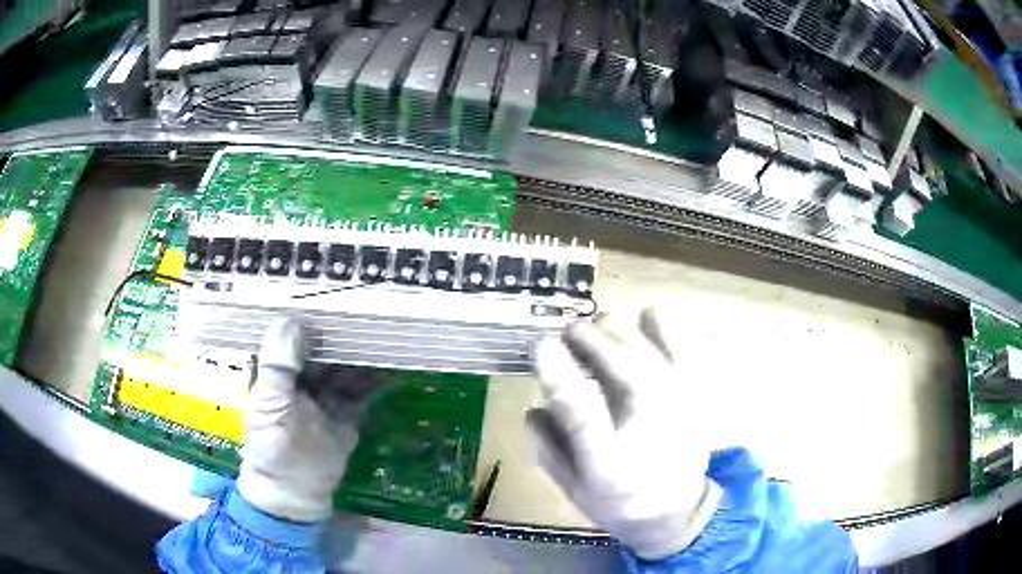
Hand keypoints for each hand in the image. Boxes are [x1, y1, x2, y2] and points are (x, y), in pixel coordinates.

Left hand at [236, 316, 376, 522]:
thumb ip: (278, 366)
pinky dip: (377, 379)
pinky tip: (392, 366)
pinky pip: (363, 390)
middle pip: (324, 347)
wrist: (294, 493)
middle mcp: (302, 377)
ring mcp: (326, 395)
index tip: (329, 295)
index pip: (293, 334)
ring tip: (385, 331)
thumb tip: (292, 320)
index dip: (309, 315)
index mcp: (277, 370)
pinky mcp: (348, 412)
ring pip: (346, 366)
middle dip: (341, 332)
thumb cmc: (271, 447)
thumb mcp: (269, 405)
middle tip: (365, 309)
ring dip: (362, 352)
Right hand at [528, 308, 722, 559]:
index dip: (558, 372)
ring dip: (608, 330)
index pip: (582, 412)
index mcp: (610, 463)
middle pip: (615, 359)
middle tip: (565, 339)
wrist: (677, 508)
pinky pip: (673, 334)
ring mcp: (678, 399)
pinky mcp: (693, 384)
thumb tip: (534, 406)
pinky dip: (652, 323)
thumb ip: (548, 448)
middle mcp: (650, 425)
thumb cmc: (618, 500)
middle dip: (580, 338)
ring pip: (638, 338)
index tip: (540, 346)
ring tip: (596, 338)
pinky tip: (640, 330)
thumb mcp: (572, 488)